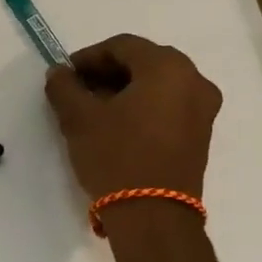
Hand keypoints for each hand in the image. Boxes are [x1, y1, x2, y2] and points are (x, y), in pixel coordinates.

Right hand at [44, 34, 220, 200]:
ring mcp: (203, 108)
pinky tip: (117, 125)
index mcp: (167, 67)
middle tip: (77, 90)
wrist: (153, 215)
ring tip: (94, 110)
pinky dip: (142, 106)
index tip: (65, 75)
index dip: (88, 56)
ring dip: (124, 89)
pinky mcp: (201, 134)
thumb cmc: (116, 156)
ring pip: (157, 84)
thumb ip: (64, 87)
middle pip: (144, 62)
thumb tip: (59, 73)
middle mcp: (194, 80)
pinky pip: (169, 105)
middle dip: (108, 72)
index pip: (122, 45)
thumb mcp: (79, 119)